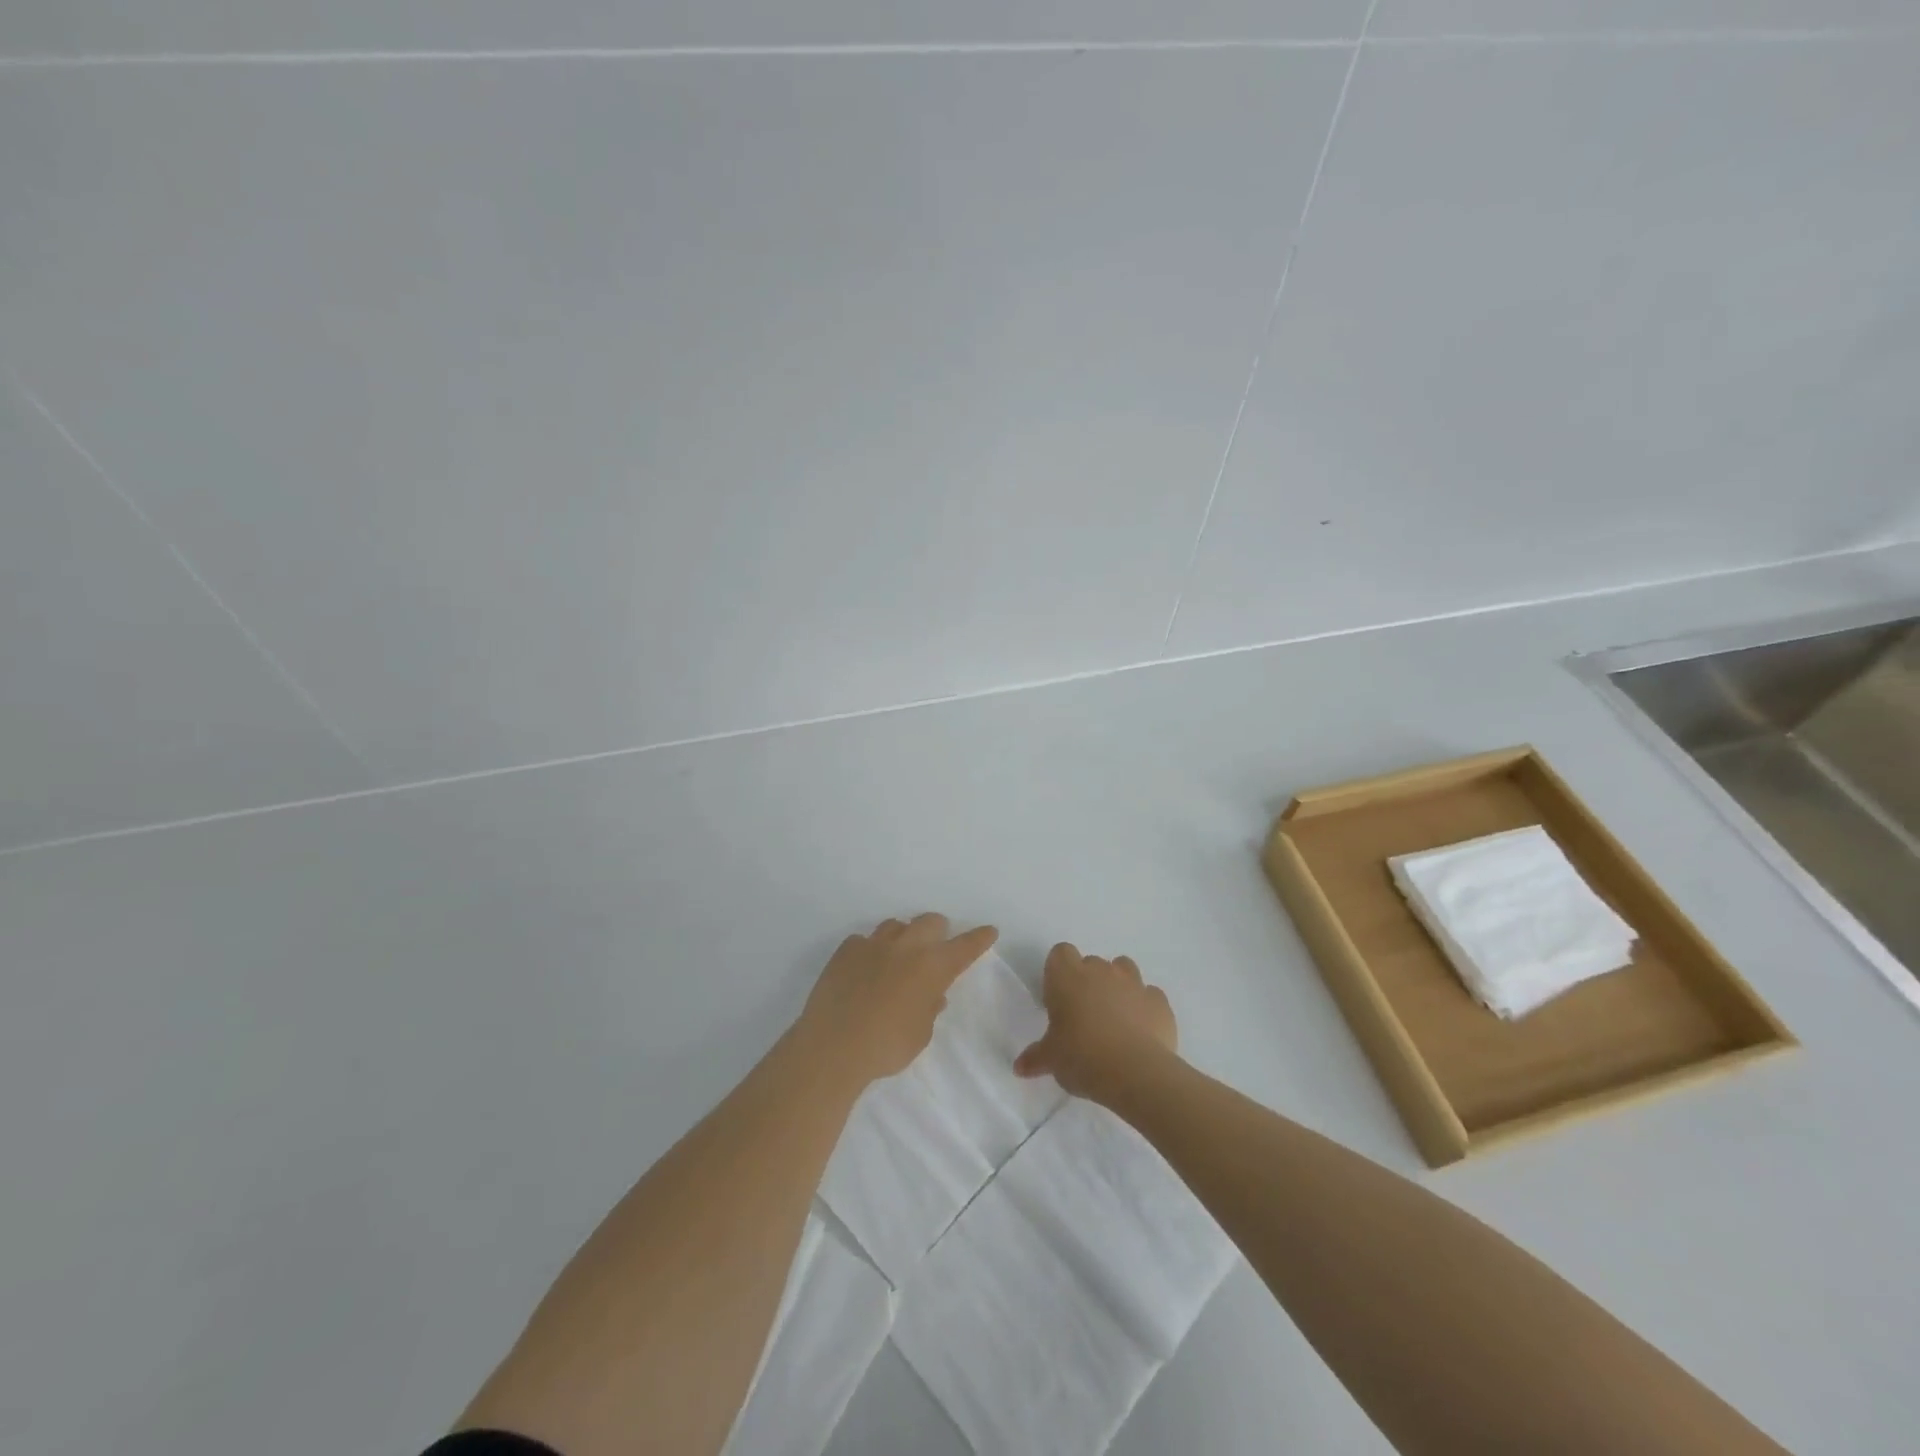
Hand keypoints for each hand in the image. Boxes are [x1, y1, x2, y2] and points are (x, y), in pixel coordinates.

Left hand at [797, 914, 998, 1086]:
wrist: (833, 1046)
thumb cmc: (887, 1046)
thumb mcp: (920, 1034)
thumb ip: (929, 1008)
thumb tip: (932, 995)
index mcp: (932, 967)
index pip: (965, 946)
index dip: (979, 938)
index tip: (989, 930)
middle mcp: (906, 947)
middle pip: (930, 922)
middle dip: (938, 931)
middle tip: (936, 948)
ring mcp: (873, 944)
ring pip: (895, 925)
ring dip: (903, 937)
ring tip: (898, 958)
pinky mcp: (846, 950)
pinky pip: (864, 941)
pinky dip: (870, 951)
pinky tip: (864, 970)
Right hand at [1015, 942, 1177, 1104]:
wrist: (1135, 1072)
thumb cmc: (1082, 1057)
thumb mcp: (1051, 1060)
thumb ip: (1035, 1058)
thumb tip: (1019, 1067)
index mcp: (1068, 977)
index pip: (1060, 953)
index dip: (1059, 971)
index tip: (1058, 996)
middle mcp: (1100, 971)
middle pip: (1092, 962)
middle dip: (1088, 981)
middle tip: (1084, 1014)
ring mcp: (1133, 982)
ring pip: (1123, 968)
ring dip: (1118, 985)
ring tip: (1114, 1016)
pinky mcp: (1159, 1001)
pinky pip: (1149, 995)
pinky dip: (1144, 1006)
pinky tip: (1141, 1030)